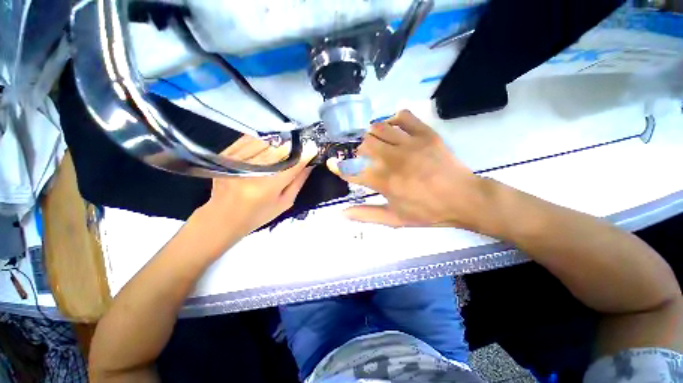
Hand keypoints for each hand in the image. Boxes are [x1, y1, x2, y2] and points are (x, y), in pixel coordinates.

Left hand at [193, 136, 316, 238]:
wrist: (223, 217)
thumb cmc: (258, 214)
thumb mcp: (284, 202)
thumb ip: (298, 182)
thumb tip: (310, 164)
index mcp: (268, 186)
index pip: (293, 164)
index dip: (305, 154)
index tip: (314, 148)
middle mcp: (253, 170)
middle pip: (280, 149)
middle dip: (293, 148)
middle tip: (299, 150)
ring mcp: (237, 160)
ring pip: (266, 142)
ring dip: (278, 143)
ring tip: (284, 149)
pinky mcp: (227, 154)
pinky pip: (249, 139)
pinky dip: (262, 140)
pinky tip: (267, 146)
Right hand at [327, 110, 484, 228]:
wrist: (463, 198)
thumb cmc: (427, 211)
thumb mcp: (395, 219)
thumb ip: (366, 215)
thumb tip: (341, 213)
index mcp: (385, 182)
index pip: (352, 170)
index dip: (338, 167)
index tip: (332, 163)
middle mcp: (393, 159)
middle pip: (363, 144)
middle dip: (358, 152)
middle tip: (365, 159)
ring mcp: (410, 143)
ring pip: (378, 128)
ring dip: (372, 136)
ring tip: (378, 145)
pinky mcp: (426, 133)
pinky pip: (403, 116)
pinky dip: (393, 120)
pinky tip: (394, 130)